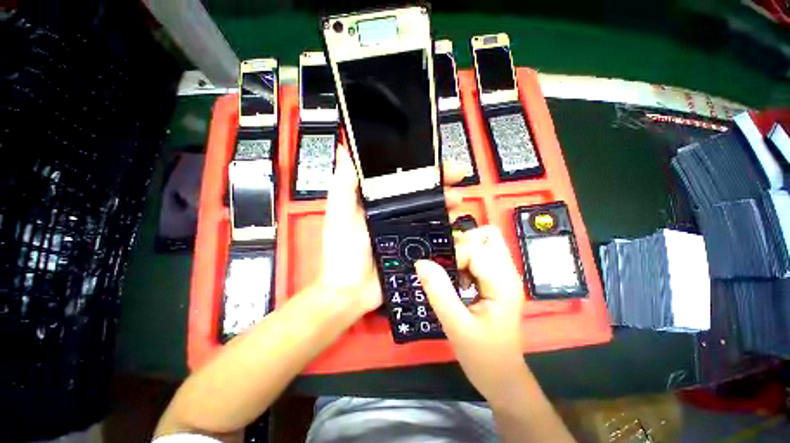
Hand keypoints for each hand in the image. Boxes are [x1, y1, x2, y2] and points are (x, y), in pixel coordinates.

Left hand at [319, 145, 467, 316]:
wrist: (351, 292)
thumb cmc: (343, 251)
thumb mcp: (340, 215)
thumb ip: (343, 185)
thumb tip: (344, 149)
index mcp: (376, 200)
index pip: (401, 176)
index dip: (419, 166)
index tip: (437, 159)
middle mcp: (393, 212)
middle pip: (420, 191)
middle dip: (440, 181)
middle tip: (457, 176)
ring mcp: (405, 229)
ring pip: (430, 210)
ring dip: (446, 202)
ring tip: (458, 200)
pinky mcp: (414, 246)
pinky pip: (434, 233)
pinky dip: (447, 227)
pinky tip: (457, 224)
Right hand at [415, 226, 526, 402]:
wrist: (502, 377)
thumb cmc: (482, 355)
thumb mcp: (455, 325)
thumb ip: (438, 291)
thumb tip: (421, 262)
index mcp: (502, 283)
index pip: (476, 249)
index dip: (454, 255)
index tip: (439, 272)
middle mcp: (508, 273)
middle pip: (488, 236)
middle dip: (463, 243)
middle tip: (447, 263)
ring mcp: (505, 276)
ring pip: (486, 243)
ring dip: (465, 249)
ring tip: (452, 270)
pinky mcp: (499, 281)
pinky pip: (483, 255)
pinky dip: (468, 258)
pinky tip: (459, 277)